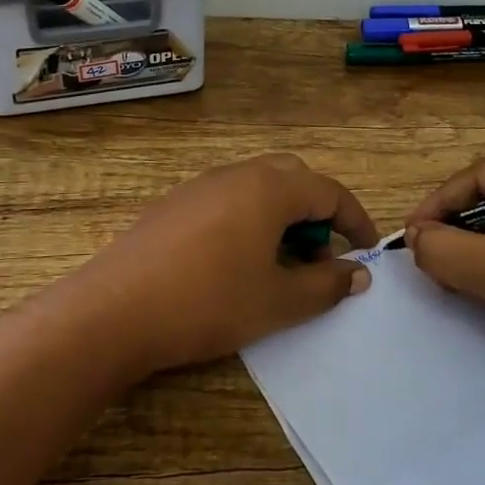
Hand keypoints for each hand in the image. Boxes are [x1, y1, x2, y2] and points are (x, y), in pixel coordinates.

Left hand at [76, 153, 378, 375]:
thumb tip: (359, 273)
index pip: (329, 191)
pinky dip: (249, 221)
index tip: (368, 252)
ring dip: (282, 218)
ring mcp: (201, 186)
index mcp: (270, 188)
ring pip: (258, 188)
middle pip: (294, 179)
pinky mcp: (174, 204)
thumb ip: (326, 284)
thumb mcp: (279, 301)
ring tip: (280, 266)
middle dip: (317, 213)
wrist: (115, 310)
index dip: (356, 221)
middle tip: (319, 258)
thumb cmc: (209, 302)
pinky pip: (228, 200)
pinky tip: (236, 264)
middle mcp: (237, 174)